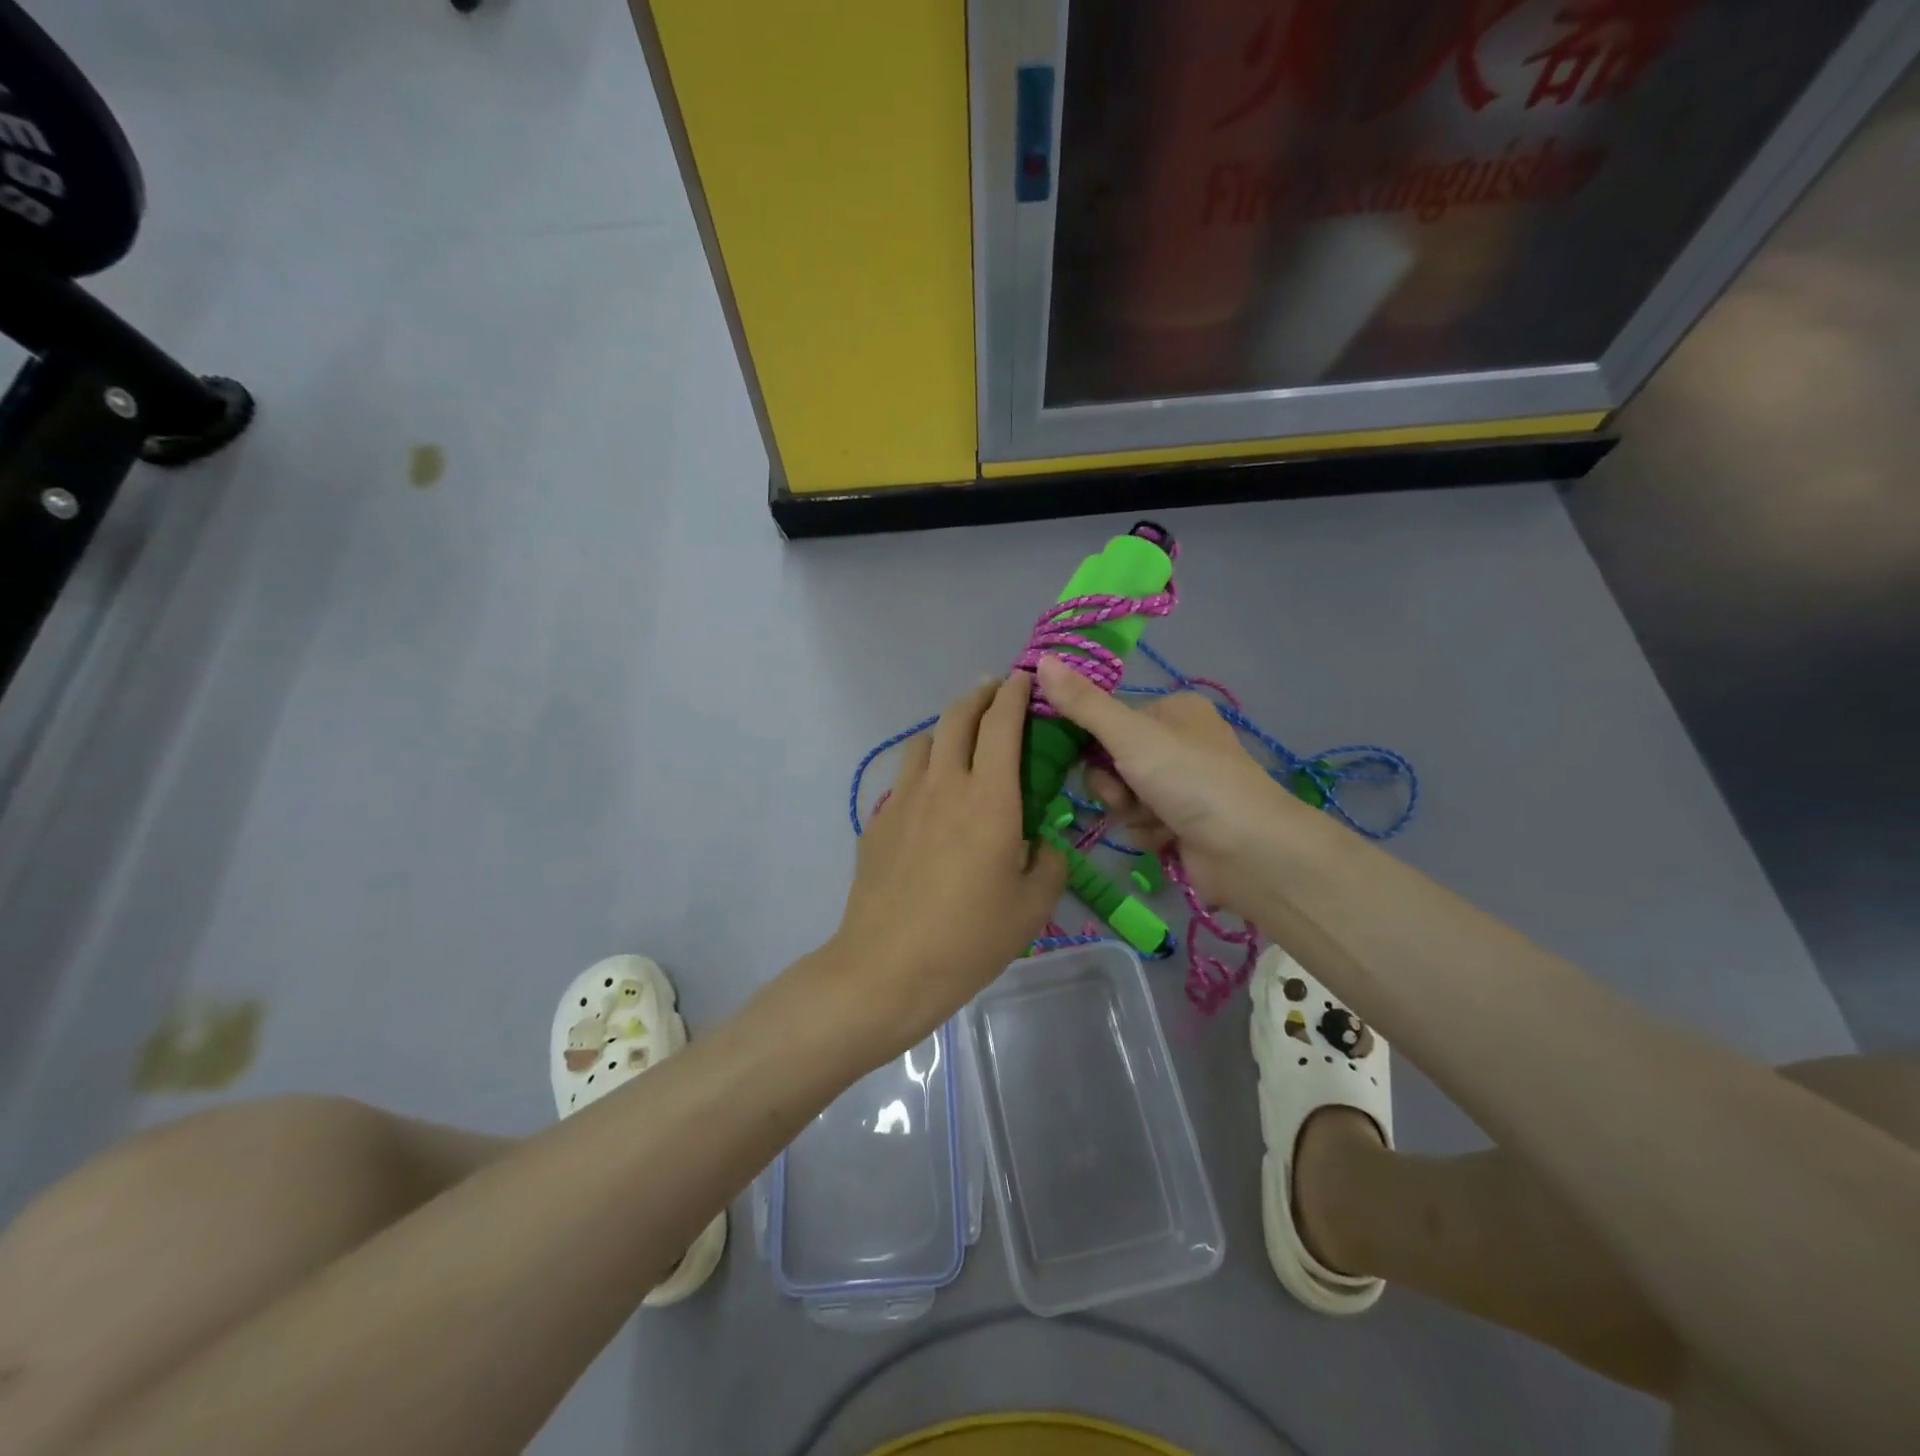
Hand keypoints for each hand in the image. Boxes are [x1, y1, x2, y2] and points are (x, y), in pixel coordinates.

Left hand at [825, 673, 1067, 1060]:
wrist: (887, 968)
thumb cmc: (970, 939)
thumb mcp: (1032, 907)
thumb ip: (1049, 862)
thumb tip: (1043, 842)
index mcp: (990, 798)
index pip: (1002, 723)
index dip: (1016, 693)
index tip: (1026, 679)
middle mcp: (944, 784)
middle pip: (958, 716)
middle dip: (981, 695)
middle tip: (998, 694)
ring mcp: (903, 799)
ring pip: (926, 740)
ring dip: (949, 728)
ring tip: (964, 740)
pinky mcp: (877, 821)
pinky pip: (905, 778)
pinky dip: (926, 769)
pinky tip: (933, 798)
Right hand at [1034, 656, 1309, 918]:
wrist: (1247, 850)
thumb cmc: (1189, 778)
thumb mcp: (1129, 734)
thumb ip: (1083, 704)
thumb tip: (1040, 660)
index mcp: (1174, 710)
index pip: (1110, 719)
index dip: (1090, 741)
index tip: (1079, 756)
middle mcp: (1180, 743)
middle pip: (1113, 761)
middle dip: (1112, 784)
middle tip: (1124, 794)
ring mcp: (1184, 786)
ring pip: (1124, 796)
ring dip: (1129, 811)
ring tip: (1152, 818)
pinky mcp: (1185, 824)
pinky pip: (1142, 823)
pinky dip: (1148, 832)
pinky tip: (1166, 837)